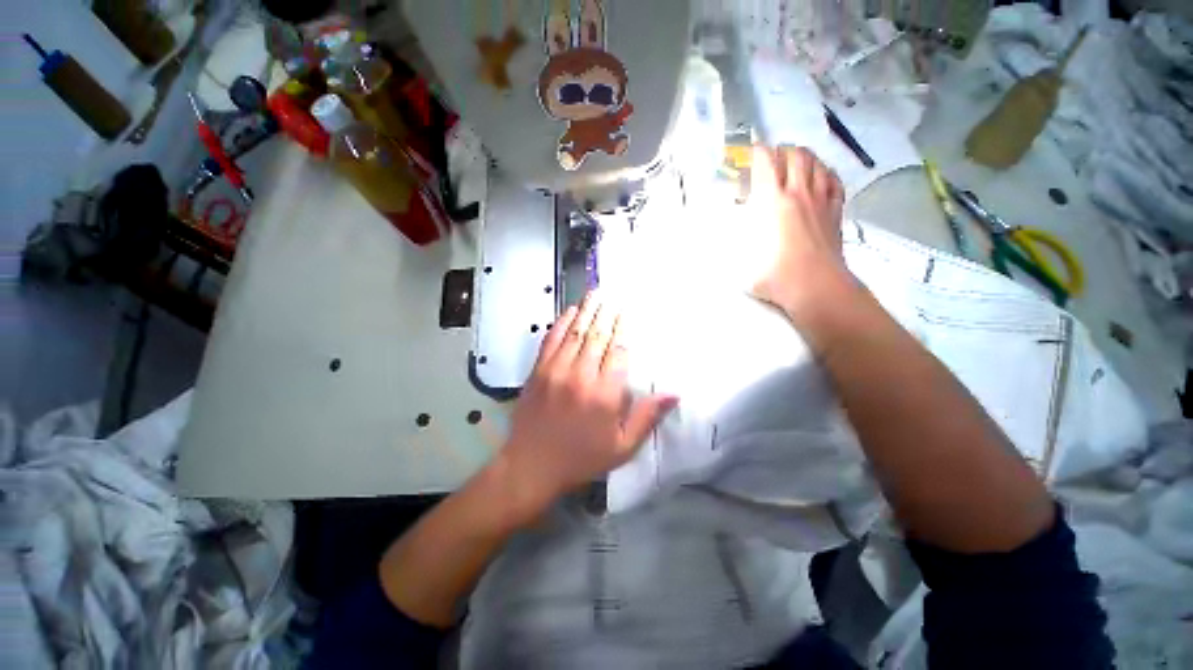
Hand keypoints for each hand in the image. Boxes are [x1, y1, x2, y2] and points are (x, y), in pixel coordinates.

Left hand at [495, 292, 677, 519]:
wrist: (531, 465)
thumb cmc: (581, 458)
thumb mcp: (622, 447)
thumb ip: (647, 417)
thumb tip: (674, 394)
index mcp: (604, 394)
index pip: (618, 352)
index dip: (624, 329)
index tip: (628, 312)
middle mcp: (581, 376)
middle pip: (597, 336)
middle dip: (607, 313)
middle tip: (614, 294)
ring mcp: (556, 370)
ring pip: (575, 333)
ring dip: (587, 311)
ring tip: (596, 293)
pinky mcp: (538, 371)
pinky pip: (551, 340)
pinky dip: (561, 323)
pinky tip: (570, 310)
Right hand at [749, 145, 850, 325]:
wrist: (815, 287)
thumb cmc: (774, 275)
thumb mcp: (740, 259)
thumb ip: (732, 241)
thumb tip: (725, 235)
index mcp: (773, 202)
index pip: (766, 163)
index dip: (757, 151)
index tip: (750, 151)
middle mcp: (798, 193)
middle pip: (795, 155)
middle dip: (782, 150)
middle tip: (772, 159)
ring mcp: (821, 200)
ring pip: (817, 163)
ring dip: (804, 157)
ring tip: (795, 162)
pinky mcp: (835, 211)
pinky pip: (834, 181)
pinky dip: (826, 173)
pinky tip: (820, 178)